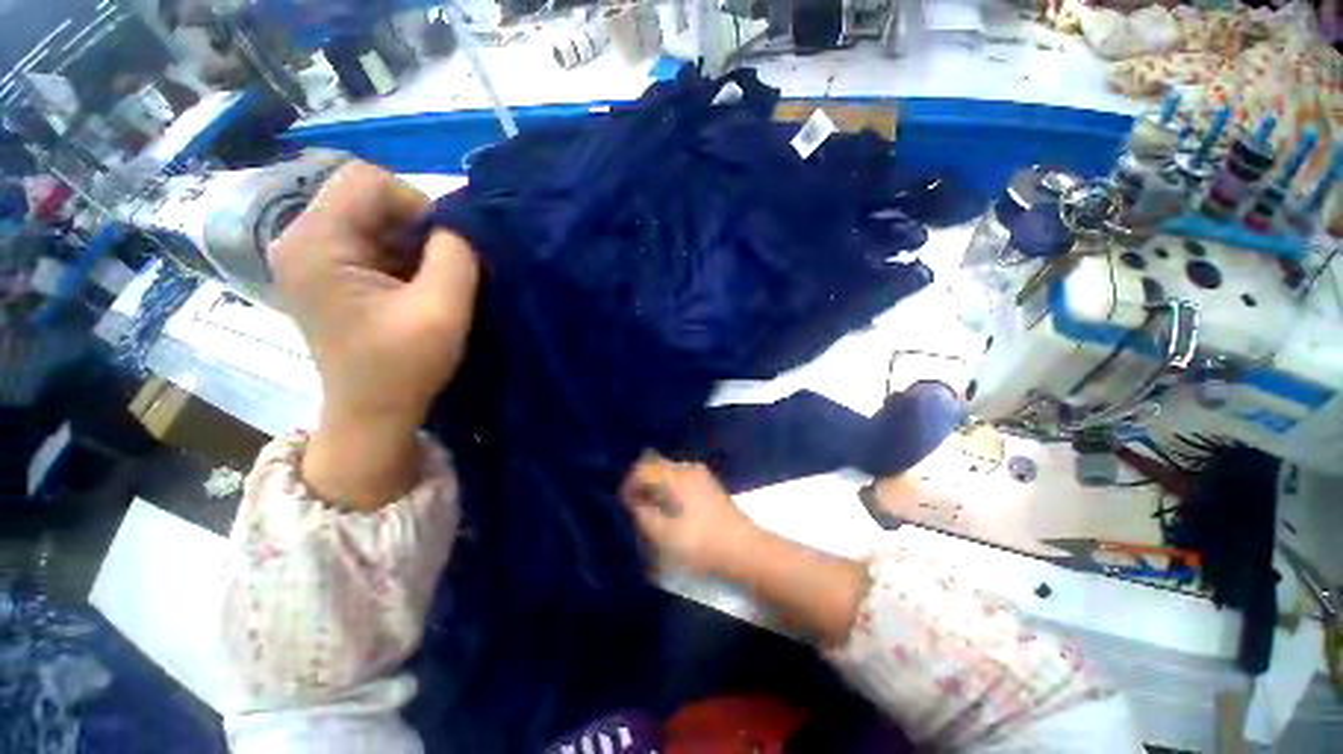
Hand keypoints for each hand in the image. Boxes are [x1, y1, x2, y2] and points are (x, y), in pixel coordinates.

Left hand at [269, 161, 477, 507]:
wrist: (372, 414)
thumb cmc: (402, 368)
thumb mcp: (442, 311)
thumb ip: (456, 257)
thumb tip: (459, 226)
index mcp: (315, 244)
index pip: (367, 179)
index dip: (417, 204)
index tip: (445, 249)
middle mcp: (301, 240)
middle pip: (367, 196)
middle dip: (416, 227)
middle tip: (442, 269)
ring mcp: (311, 257)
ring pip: (373, 219)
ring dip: (412, 245)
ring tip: (430, 283)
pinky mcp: (327, 273)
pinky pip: (370, 241)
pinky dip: (403, 257)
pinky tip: (415, 288)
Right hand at [619, 454, 758, 574]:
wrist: (744, 549)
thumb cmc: (701, 543)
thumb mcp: (664, 535)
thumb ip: (642, 515)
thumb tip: (632, 500)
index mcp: (676, 476)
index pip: (642, 468)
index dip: (628, 484)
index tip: (623, 503)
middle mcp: (688, 468)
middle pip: (655, 464)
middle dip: (641, 482)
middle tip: (635, 505)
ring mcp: (700, 474)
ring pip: (668, 470)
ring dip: (655, 484)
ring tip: (652, 508)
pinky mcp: (708, 483)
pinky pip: (680, 477)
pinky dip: (669, 487)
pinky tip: (670, 508)